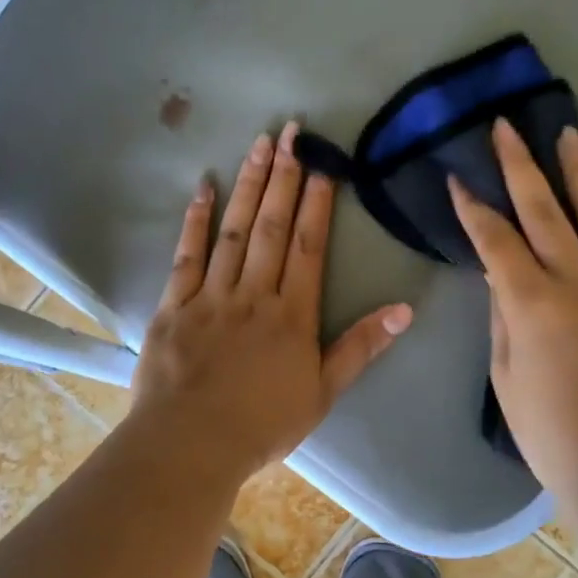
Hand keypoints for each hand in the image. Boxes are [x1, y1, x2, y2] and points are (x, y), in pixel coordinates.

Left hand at [130, 121, 412, 480]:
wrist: (190, 445)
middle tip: (291, 132)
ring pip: (234, 231)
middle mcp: (254, 294)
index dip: (316, 202)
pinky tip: (204, 188)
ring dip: (248, 186)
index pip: (308, 246)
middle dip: (284, 177)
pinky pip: (186, 256)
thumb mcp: (323, 392)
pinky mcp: (173, 306)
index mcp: (292, 314)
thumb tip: (404, 309)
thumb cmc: (262, 424)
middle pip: (272, 227)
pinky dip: (195, 221)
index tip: (322, 164)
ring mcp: (210, 296)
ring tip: (259, 144)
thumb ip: (360, 347)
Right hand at [449, 120, 577, 512]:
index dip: (473, 207)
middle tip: (506, 128)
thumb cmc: (550, 432)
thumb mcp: (505, 376)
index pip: (495, 240)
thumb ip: (503, 315)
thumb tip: (500, 273)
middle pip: (545, 210)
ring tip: (568, 136)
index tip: (457, 178)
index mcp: (534, 304)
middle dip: (519, 165)